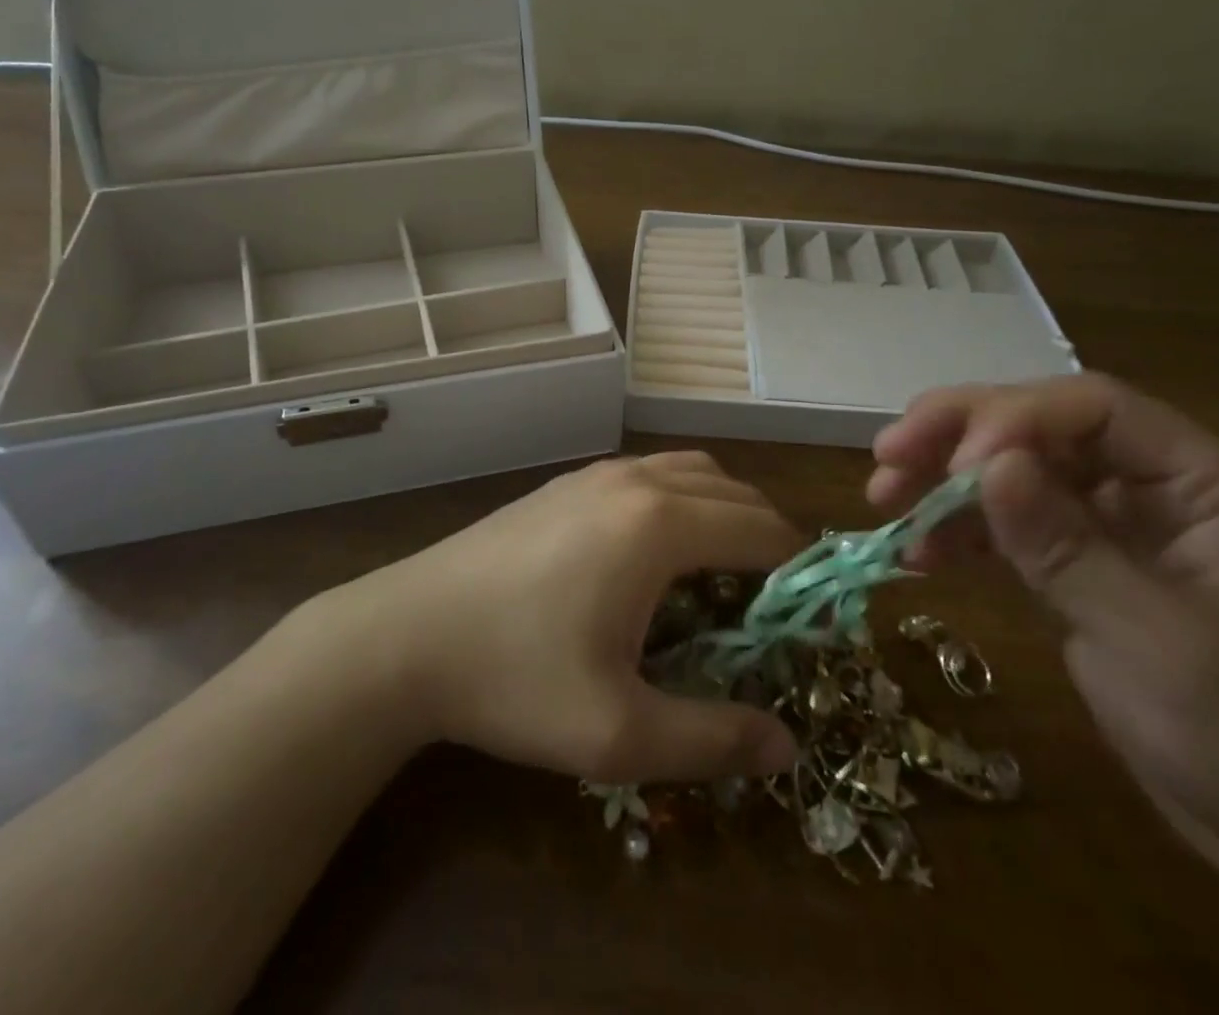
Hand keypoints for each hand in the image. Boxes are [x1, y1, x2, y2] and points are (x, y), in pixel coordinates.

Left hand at [359, 452, 804, 784]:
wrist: (406, 633)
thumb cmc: (515, 678)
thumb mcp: (618, 731)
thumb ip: (712, 739)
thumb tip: (786, 745)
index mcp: (659, 525)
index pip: (762, 531)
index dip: (800, 572)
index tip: (812, 619)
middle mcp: (636, 481)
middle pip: (734, 493)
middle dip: (769, 540)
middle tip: (774, 606)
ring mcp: (596, 474)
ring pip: (691, 472)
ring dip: (724, 511)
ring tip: (722, 575)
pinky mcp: (565, 484)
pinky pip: (649, 474)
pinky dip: (681, 500)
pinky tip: (656, 555)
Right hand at [870, 374, 1218, 1012]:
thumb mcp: (1160, 642)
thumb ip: (1067, 547)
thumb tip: (986, 465)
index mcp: (1200, 481)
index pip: (1091, 408)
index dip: (1014, 420)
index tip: (954, 468)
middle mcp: (1151, 488)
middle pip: (1040, 429)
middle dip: (958, 436)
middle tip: (887, 455)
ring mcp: (1112, 530)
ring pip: (1014, 476)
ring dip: (945, 483)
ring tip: (883, 501)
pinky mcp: (1082, 573)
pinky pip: (1009, 532)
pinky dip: (961, 536)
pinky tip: (917, 555)